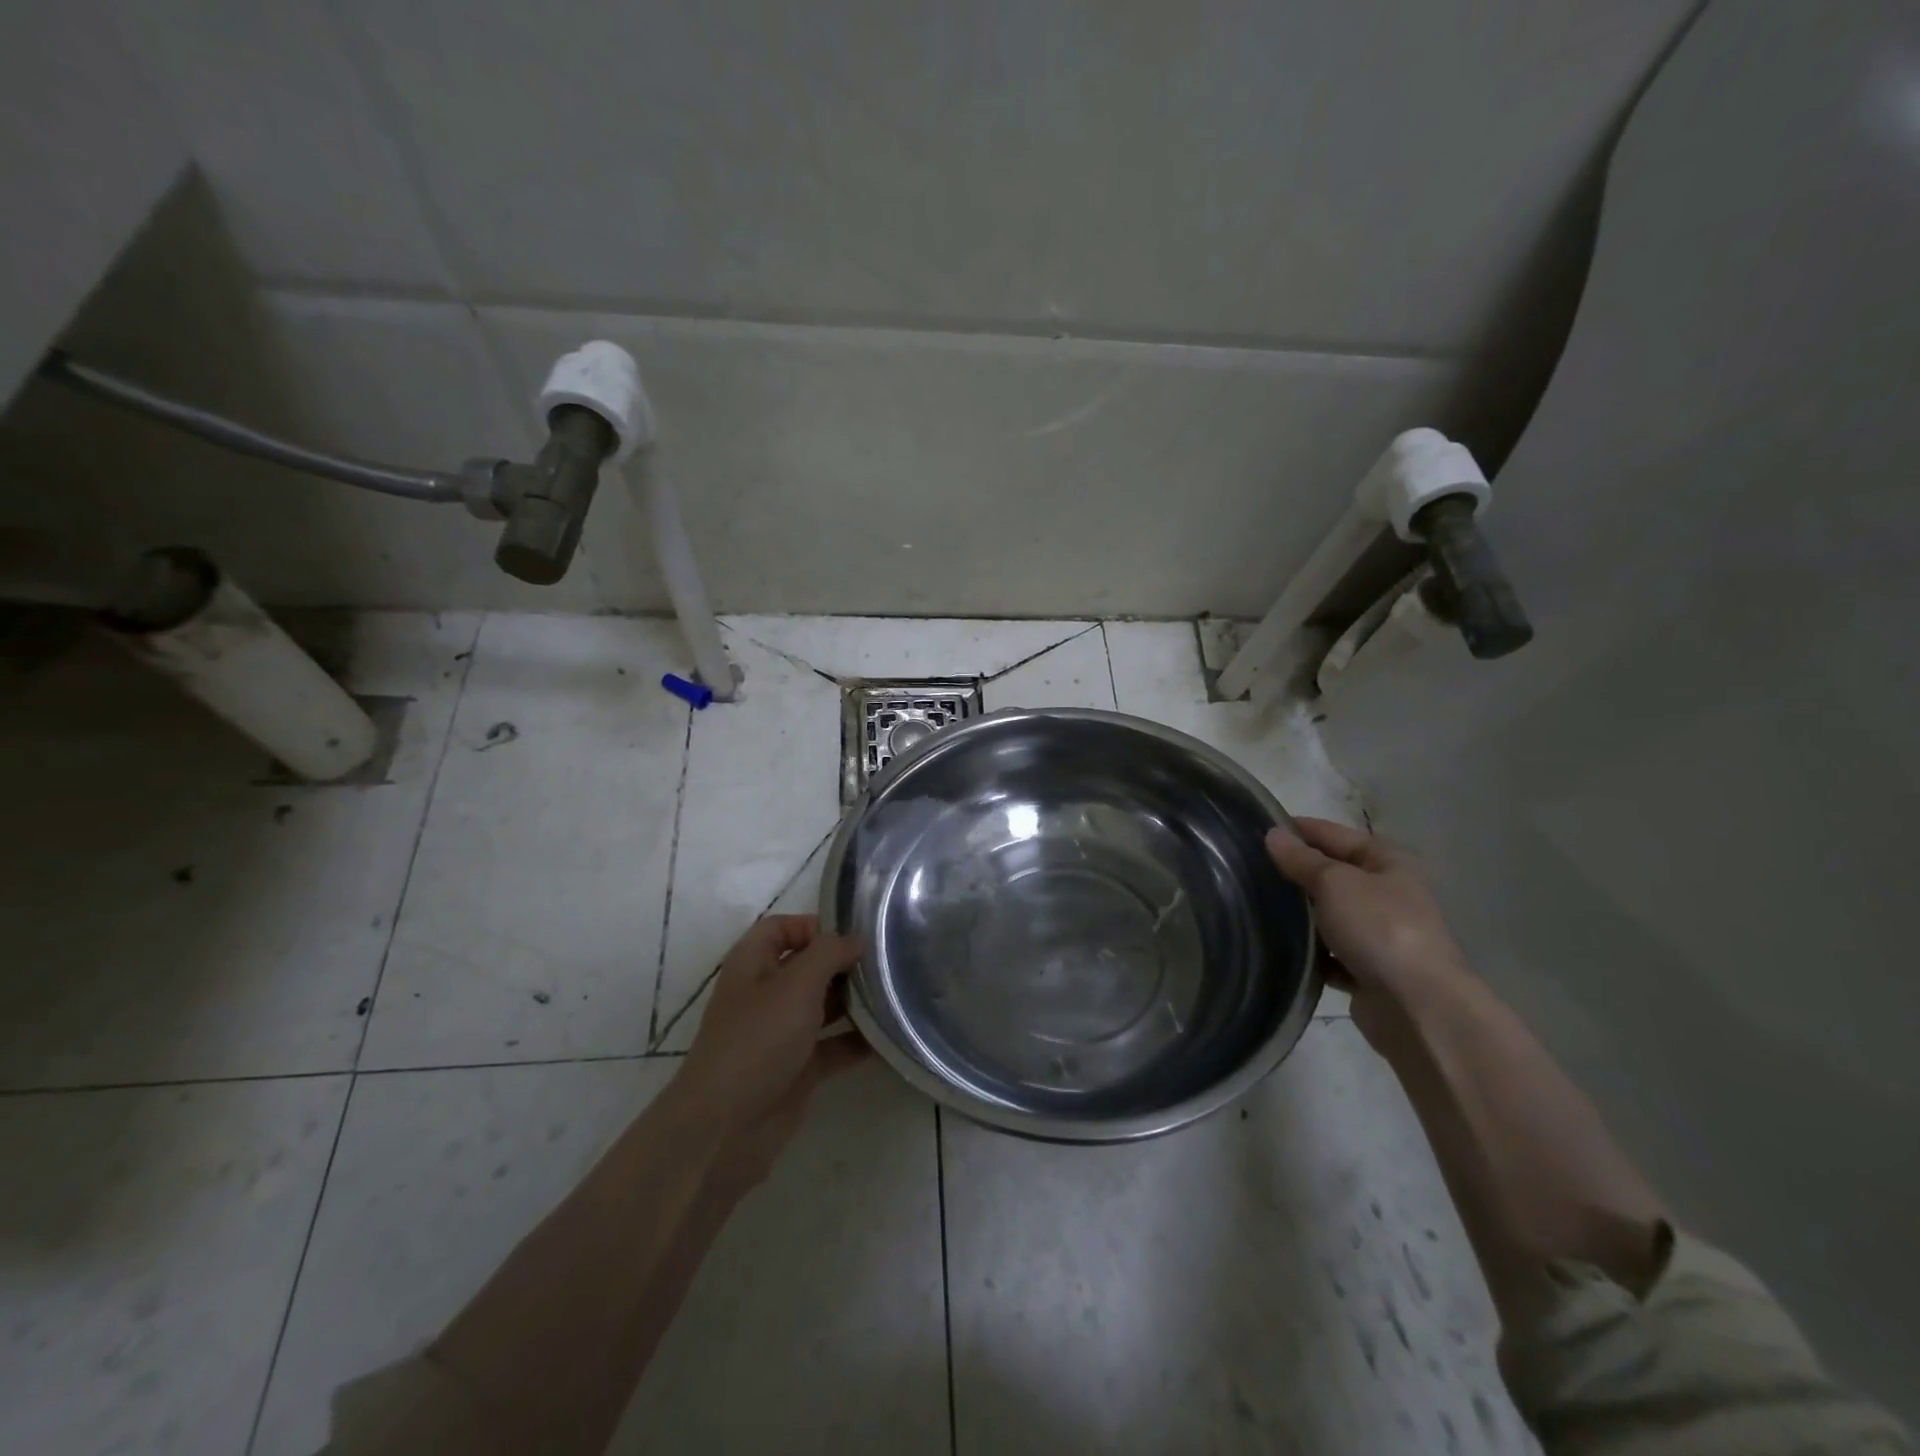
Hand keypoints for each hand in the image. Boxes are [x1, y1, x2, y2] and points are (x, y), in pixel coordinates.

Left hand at [676, 915, 867, 1186]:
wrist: (725, 1129)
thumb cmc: (757, 1041)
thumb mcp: (796, 985)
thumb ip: (829, 954)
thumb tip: (855, 939)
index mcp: (753, 965)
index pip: (781, 928)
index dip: (813, 926)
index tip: (852, 937)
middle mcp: (766, 994)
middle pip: (808, 966)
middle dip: (844, 963)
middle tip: (887, 963)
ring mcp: (781, 1034)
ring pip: (823, 1006)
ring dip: (855, 1001)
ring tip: (895, 994)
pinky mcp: (798, 1069)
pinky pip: (833, 1046)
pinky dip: (857, 1041)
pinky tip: (889, 1036)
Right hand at [1265, 818, 1473, 1044]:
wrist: (1417, 1007)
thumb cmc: (1379, 928)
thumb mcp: (1334, 882)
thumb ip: (1301, 859)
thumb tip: (1272, 834)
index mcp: (1389, 862)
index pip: (1334, 834)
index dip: (1298, 830)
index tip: (1255, 830)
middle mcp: (1388, 894)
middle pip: (1332, 874)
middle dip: (1294, 873)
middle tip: (1246, 869)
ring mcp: (1379, 934)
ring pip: (1328, 915)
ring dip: (1300, 914)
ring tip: (1254, 905)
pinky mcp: (1368, 970)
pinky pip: (1329, 952)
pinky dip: (1309, 950)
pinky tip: (1278, 946)